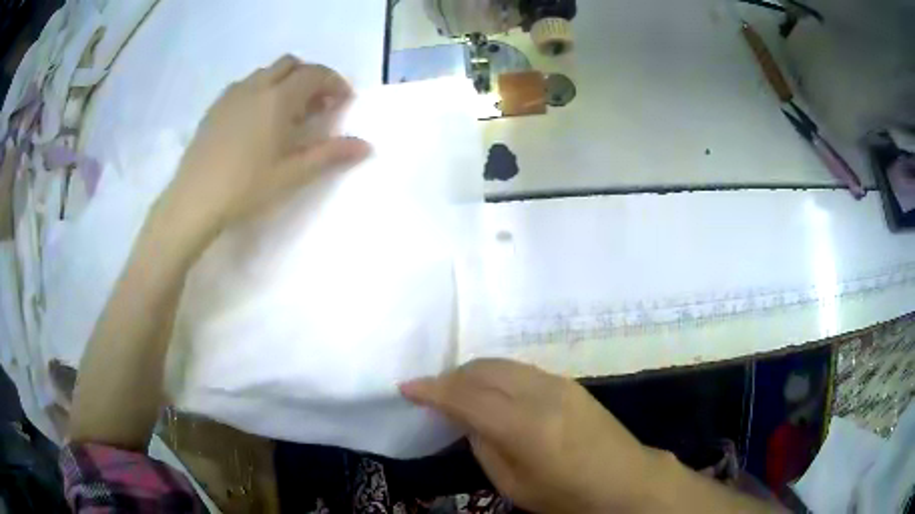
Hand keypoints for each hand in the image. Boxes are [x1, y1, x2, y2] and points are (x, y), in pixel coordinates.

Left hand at [163, 55, 369, 236]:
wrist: (194, 200)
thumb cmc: (246, 187)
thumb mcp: (292, 174)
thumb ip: (330, 154)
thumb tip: (366, 146)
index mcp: (278, 98)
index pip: (315, 74)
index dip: (334, 83)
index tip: (343, 102)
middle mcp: (256, 86)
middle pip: (290, 64)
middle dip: (309, 77)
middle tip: (316, 105)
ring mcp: (232, 94)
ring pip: (266, 72)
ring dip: (284, 82)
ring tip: (286, 113)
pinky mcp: (215, 107)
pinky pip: (245, 85)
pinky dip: (261, 90)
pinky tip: (256, 120)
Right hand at [401, 359, 662, 513]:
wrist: (624, 480)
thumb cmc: (566, 494)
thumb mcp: (514, 483)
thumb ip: (485, 444)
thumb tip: (467, 418)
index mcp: (525, 426)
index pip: (467, 397)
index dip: (432, 390)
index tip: (406, 387)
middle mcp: (541, 393)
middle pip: (483, 369)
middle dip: (451, 377)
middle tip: (431, 394)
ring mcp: (558, 383)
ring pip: (502, 364)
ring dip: (473, 373)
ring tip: (458, 392)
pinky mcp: (568, 381)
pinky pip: (520, 369)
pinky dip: (496, 375)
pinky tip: (492, 393)